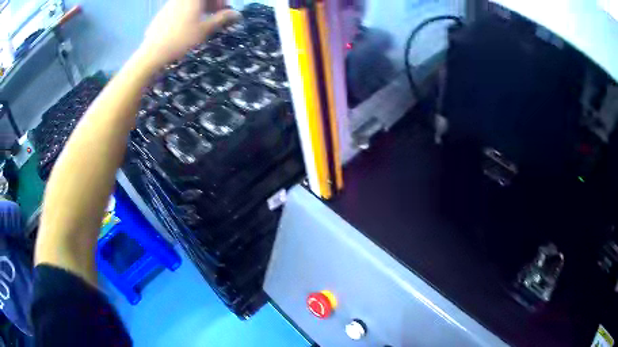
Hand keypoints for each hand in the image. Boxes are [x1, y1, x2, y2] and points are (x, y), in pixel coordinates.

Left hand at [140, 0, 238, 68]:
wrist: (153, 53)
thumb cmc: (181, 39)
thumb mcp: (205, 29)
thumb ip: (222, 18)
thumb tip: (237, 14)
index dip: (220, 1)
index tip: (224, 10)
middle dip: (211, 3)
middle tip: (215, 15)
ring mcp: (170, 4)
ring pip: (190, 2)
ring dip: (200, 7)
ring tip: (202, 21)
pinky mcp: (162, 13)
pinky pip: (180, 7)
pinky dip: (188, 11)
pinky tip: (187, 25)